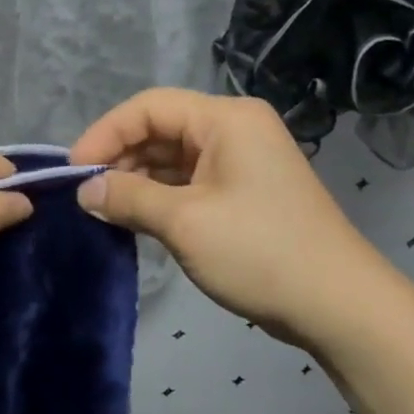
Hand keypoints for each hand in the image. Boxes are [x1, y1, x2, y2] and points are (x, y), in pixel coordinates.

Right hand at [71, 88, 395, 351]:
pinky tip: (135, 218)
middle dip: (120, 158)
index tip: (74, 170)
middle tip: (87, 195)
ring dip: (137, 180)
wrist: (339, 306)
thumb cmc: (260, 251)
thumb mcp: (184, 222)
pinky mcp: (243, 192)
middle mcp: (234, 129)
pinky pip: (189, 181)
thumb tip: (84, 192)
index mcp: (226, 119)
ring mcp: (241, 161)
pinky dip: (159, 196)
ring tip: (105, 209)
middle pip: (161, 128)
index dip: (105, 133)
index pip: (149, 107)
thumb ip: (127, 198)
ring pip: (173, 157)